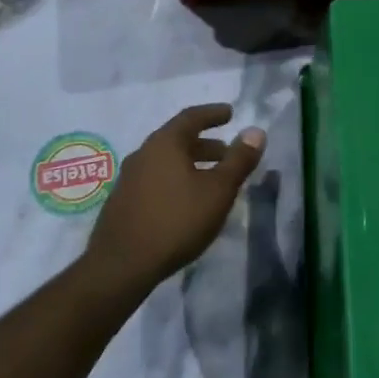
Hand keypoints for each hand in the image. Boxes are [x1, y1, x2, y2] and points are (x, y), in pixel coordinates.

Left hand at [83, 105, 265, 295]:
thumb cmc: (176, 221)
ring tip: (212, 180)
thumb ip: (238, 160)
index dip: (213, 114)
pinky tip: (186, 202)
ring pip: (166, 161)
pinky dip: (176, 180)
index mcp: (164, 143)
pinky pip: (156, 179)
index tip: (230, 113)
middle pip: (178, 140)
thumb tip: (256, 131)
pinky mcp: (123, 201)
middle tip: (228, 153)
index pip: (191, 117)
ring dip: (191, 164)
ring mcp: (129, 178)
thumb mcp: (218, 191)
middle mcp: (143, 153)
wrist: (122, 264)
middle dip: (206, 144)